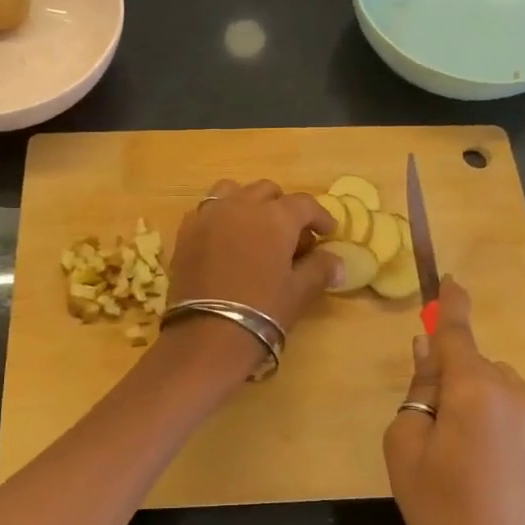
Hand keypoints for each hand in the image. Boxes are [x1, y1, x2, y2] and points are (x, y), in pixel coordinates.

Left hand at [165, 178, 340, 335]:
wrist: (208, 333)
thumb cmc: (263, 310)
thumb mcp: (299, 291)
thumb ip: (320, 269)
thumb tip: (338, 263)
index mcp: (276, 216)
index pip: (305, 204)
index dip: (320, 216)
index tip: (328, 232)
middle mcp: (242, 205)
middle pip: (268, 192)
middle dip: (284, 208)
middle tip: (291, 237)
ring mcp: (210, 215)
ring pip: (233, 191)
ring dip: (249, 203)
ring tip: (255, 229)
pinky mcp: (186, 231)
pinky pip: (207, 210)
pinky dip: (220, 217)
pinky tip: (225, 240)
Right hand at [384, 277, 524, 524]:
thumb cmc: (438, 506)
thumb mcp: (405, 443)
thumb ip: (419, 387)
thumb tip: (428, 350)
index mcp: (473, 389)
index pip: (458, 332)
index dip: (451, 304)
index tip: (449, 278)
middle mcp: (511, 391)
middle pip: (472, 361)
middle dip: (449, 373)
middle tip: (427, 419)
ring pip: (492, 382)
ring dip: (471, 393)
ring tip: (455, 446)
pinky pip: (509, 403)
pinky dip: (491, 410)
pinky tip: (481, 455)